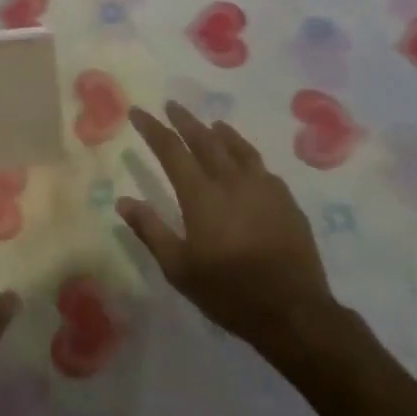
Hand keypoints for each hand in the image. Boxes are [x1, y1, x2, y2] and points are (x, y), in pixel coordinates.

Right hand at [116, 103, 336, 347]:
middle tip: (172, 105)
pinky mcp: (285, 200)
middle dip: (185, 120)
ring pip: (237, 148)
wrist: (293, 310)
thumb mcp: (179, 268)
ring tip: (211, 123)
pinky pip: (261, 165)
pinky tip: (246, 160)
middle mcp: (231, 181)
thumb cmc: (228, 291)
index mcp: (201, 195)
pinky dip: (246, 153)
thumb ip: (151, 230)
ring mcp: (263, 187)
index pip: (171, 150)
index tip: (139, 112)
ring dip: (220, 132)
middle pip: (205, 139)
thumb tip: (123, 201)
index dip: (153, 129)